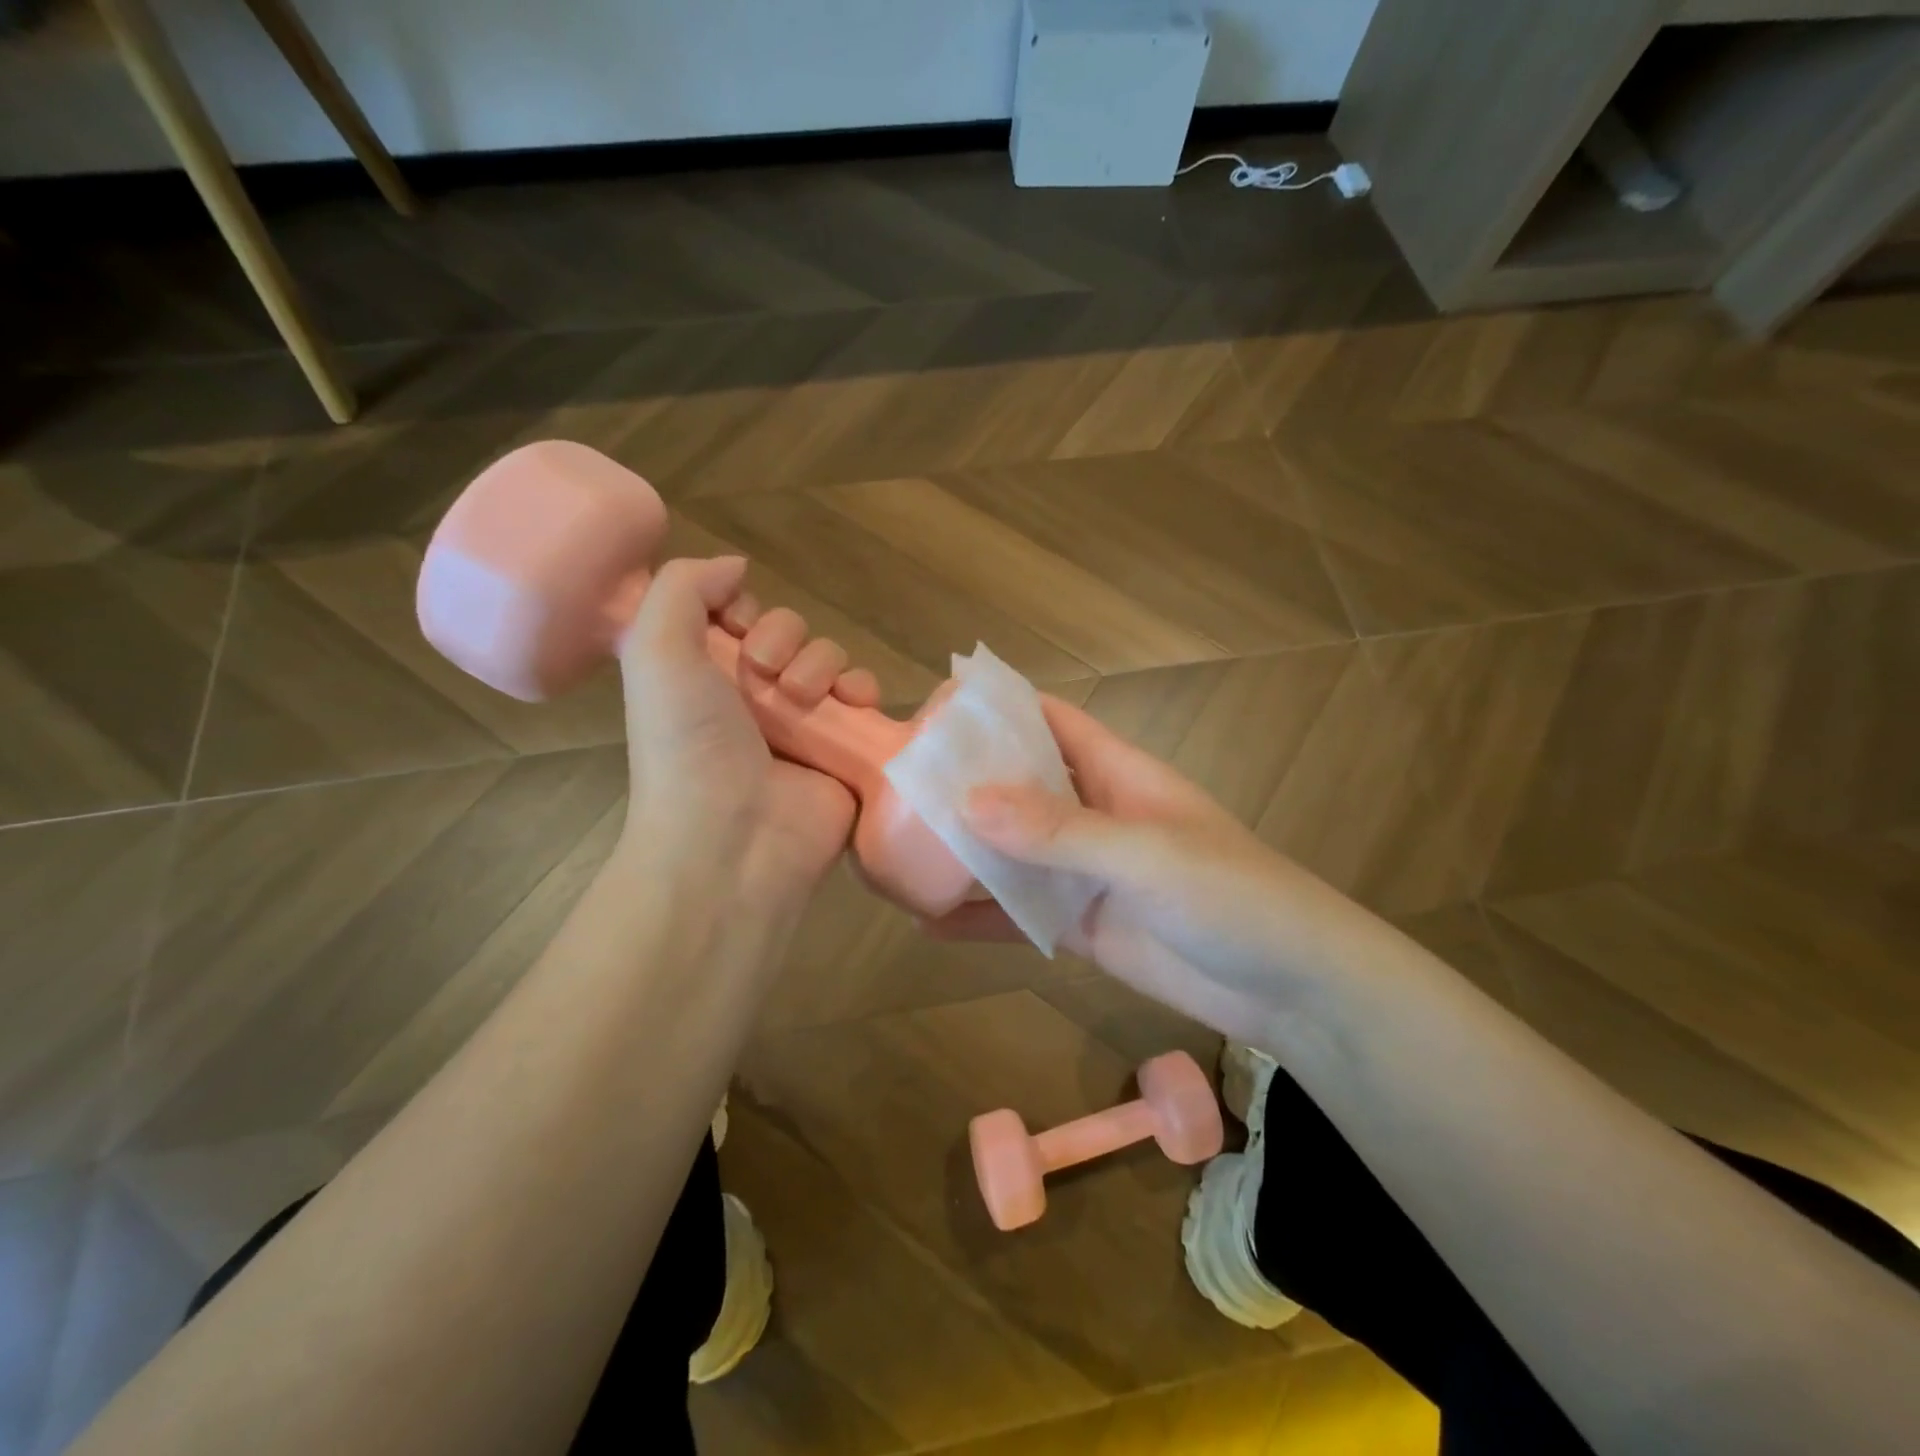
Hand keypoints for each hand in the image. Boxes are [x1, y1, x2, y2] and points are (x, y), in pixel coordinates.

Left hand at [615, 556, 879, 915]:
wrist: (734, 839)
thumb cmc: (688, 745)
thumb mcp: (656, 652)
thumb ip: (683, 589)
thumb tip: (736, 567)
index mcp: (706, 677)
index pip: (740, 617)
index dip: (745, 609)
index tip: (737, 627)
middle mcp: (754, 698)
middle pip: (791, 633)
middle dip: (784, 638)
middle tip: (766, 671)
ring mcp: (804, 726)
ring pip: (831, 661)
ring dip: (822, 664)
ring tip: (805, 698)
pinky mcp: (845, 749)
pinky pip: (865, 700)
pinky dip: (864, 691)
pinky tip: (854, 704)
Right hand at [924, 697, 1328, 1046]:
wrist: (1292, 989)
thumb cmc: (1233, 897)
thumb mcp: (1147, 855)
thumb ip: (1060, 831)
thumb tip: (966, 802)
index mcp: (1116, 772)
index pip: (1048, 721)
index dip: (995, 710)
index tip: (929, 713)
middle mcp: (1092, 814)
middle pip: (1017, 784)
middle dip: (962, 782)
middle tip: (891, 787)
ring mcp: (1084, 872)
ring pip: (1010, 851)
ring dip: (961, 851)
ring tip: (892, 851)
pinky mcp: (1080, 925)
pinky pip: (1018, 914)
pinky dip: (978, 917)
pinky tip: (925, 923)